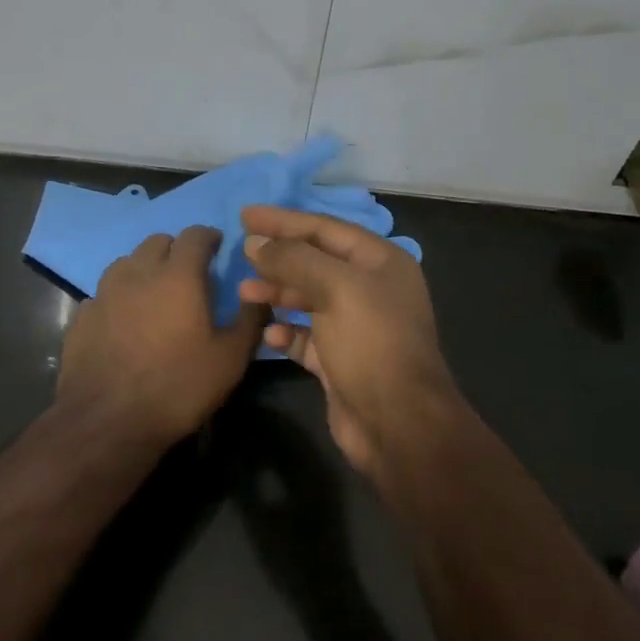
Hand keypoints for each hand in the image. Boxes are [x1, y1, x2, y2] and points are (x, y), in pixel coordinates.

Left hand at [58, 226, 265, 446]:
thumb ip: (250, 320)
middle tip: (189, 272)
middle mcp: (139, 272)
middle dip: (176, 249)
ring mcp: (105, 292)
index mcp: (178, 275)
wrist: (107, 422)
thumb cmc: (177, 386)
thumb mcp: (230, 359)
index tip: (217, 248)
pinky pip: (104, 293)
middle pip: (158, 241)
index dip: (209, 237)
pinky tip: (124, 320)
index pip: (195, 235)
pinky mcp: (82, 315)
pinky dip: (118, 297)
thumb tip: (259, 294)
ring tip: (155, 292)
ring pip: (127, 262)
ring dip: (144, 268)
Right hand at [238, 206, 459, 478]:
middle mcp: (370, 289)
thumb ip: (294, 259)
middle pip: (315, 261)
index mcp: (380, 262)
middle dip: (278, 257)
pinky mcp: (340, 359)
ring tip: (244, 292)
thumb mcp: (336, 289)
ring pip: (308, 297)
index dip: (284, 220)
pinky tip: (268, 333)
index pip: (325, 228)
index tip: (245, 215)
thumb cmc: (372, 344)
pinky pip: (306, 335)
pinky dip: (286, 330)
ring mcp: (356, 325)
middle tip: (241, 251)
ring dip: (277, 292)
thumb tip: (254, 242)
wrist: (399, 425)